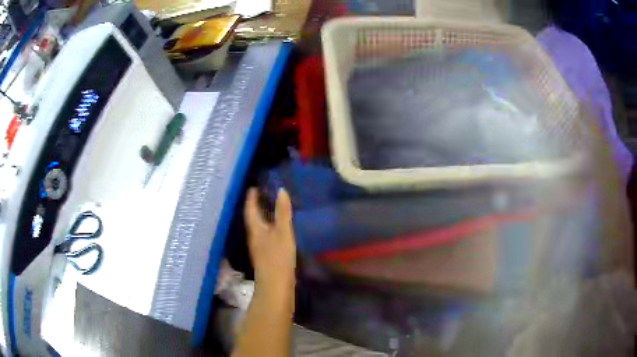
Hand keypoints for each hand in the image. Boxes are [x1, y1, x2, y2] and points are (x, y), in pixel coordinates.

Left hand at [244, 188, 295, 295]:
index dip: (251, 197)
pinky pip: (266, 236)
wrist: (276, 287)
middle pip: (253, 218)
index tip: (254, 186)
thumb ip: (282, 212)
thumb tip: (281, 190)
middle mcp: (254, 237)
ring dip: (263, 217)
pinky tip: (278, 230)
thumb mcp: (283, 232)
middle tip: (264, 193)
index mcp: (255, 230)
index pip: (250, 209)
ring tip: (271, 208)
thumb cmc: (278, 258)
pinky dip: (270, 228)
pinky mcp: (266, 256)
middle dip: (256, 206)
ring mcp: (260, 248)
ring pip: (259, 228)